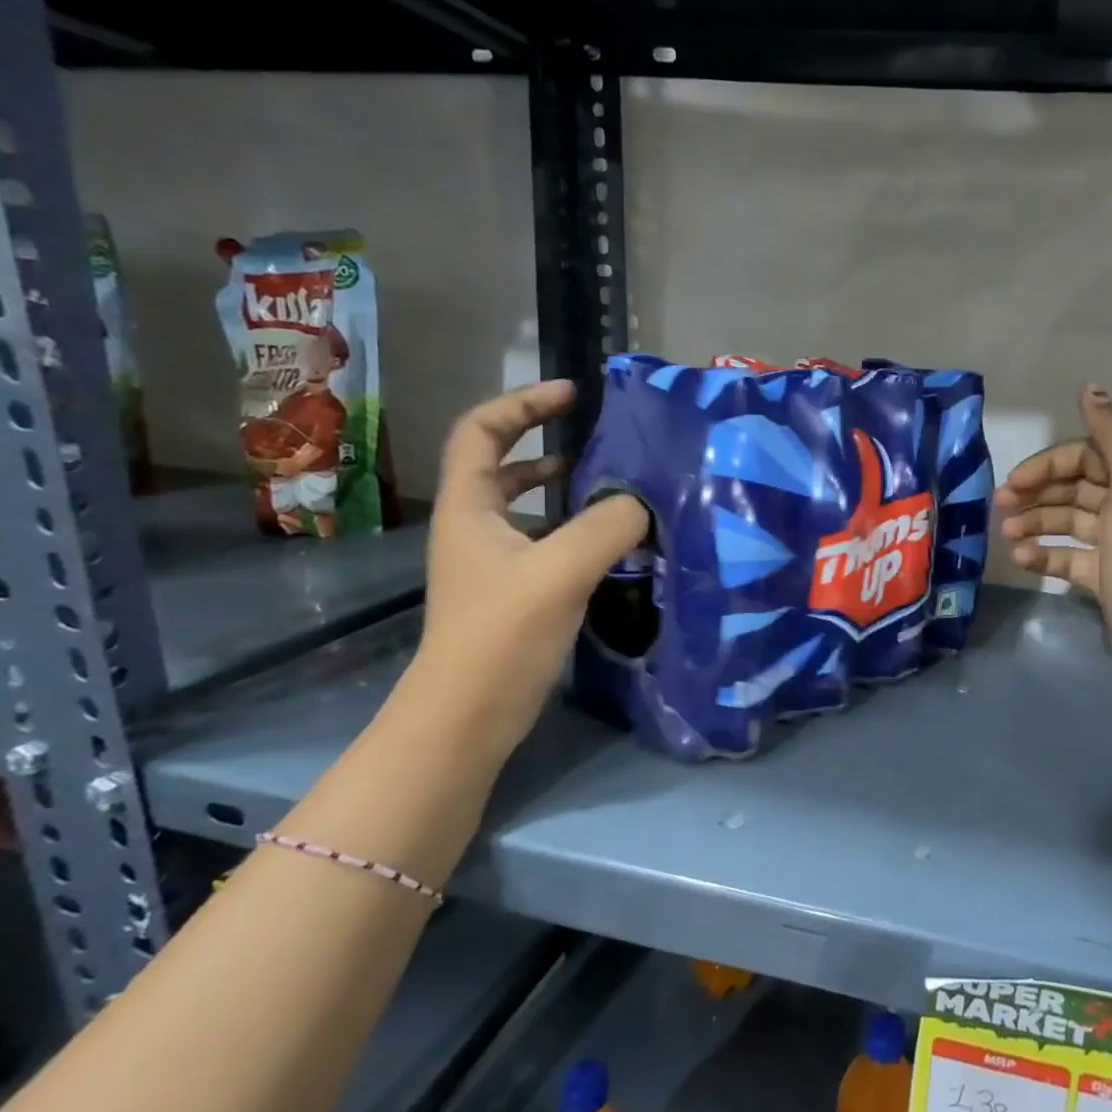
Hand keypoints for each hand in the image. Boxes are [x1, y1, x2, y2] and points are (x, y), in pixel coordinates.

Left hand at [413, 381, 646, 746]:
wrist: (468, 716)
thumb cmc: (502, 633)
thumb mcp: (560, 570)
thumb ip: (608, 526)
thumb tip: (644, 501)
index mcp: (469, 506)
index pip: (481, 430)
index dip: (523, 403)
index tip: (572, 395)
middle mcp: (475, 527)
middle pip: (500, 463)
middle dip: (544, 441)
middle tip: (597, 436)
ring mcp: (491, 562)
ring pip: (524, 505)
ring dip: (562, 487)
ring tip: (610, 483)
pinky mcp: (512, 592)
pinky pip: (544, 541)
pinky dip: (574, 529)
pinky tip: (612, 542)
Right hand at [996, 386, 1111, 690]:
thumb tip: (1090, 388)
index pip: (1085, 456)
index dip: (1048, 464)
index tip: (1015, 481)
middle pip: (1073, 487)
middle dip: (1035, 493)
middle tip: (999, 505)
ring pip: (1066, 522)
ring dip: (1034, 524)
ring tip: (1006, 536)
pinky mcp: (1103, 577)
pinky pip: (1066, 557)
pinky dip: (1043, 555)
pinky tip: (1021, 559)